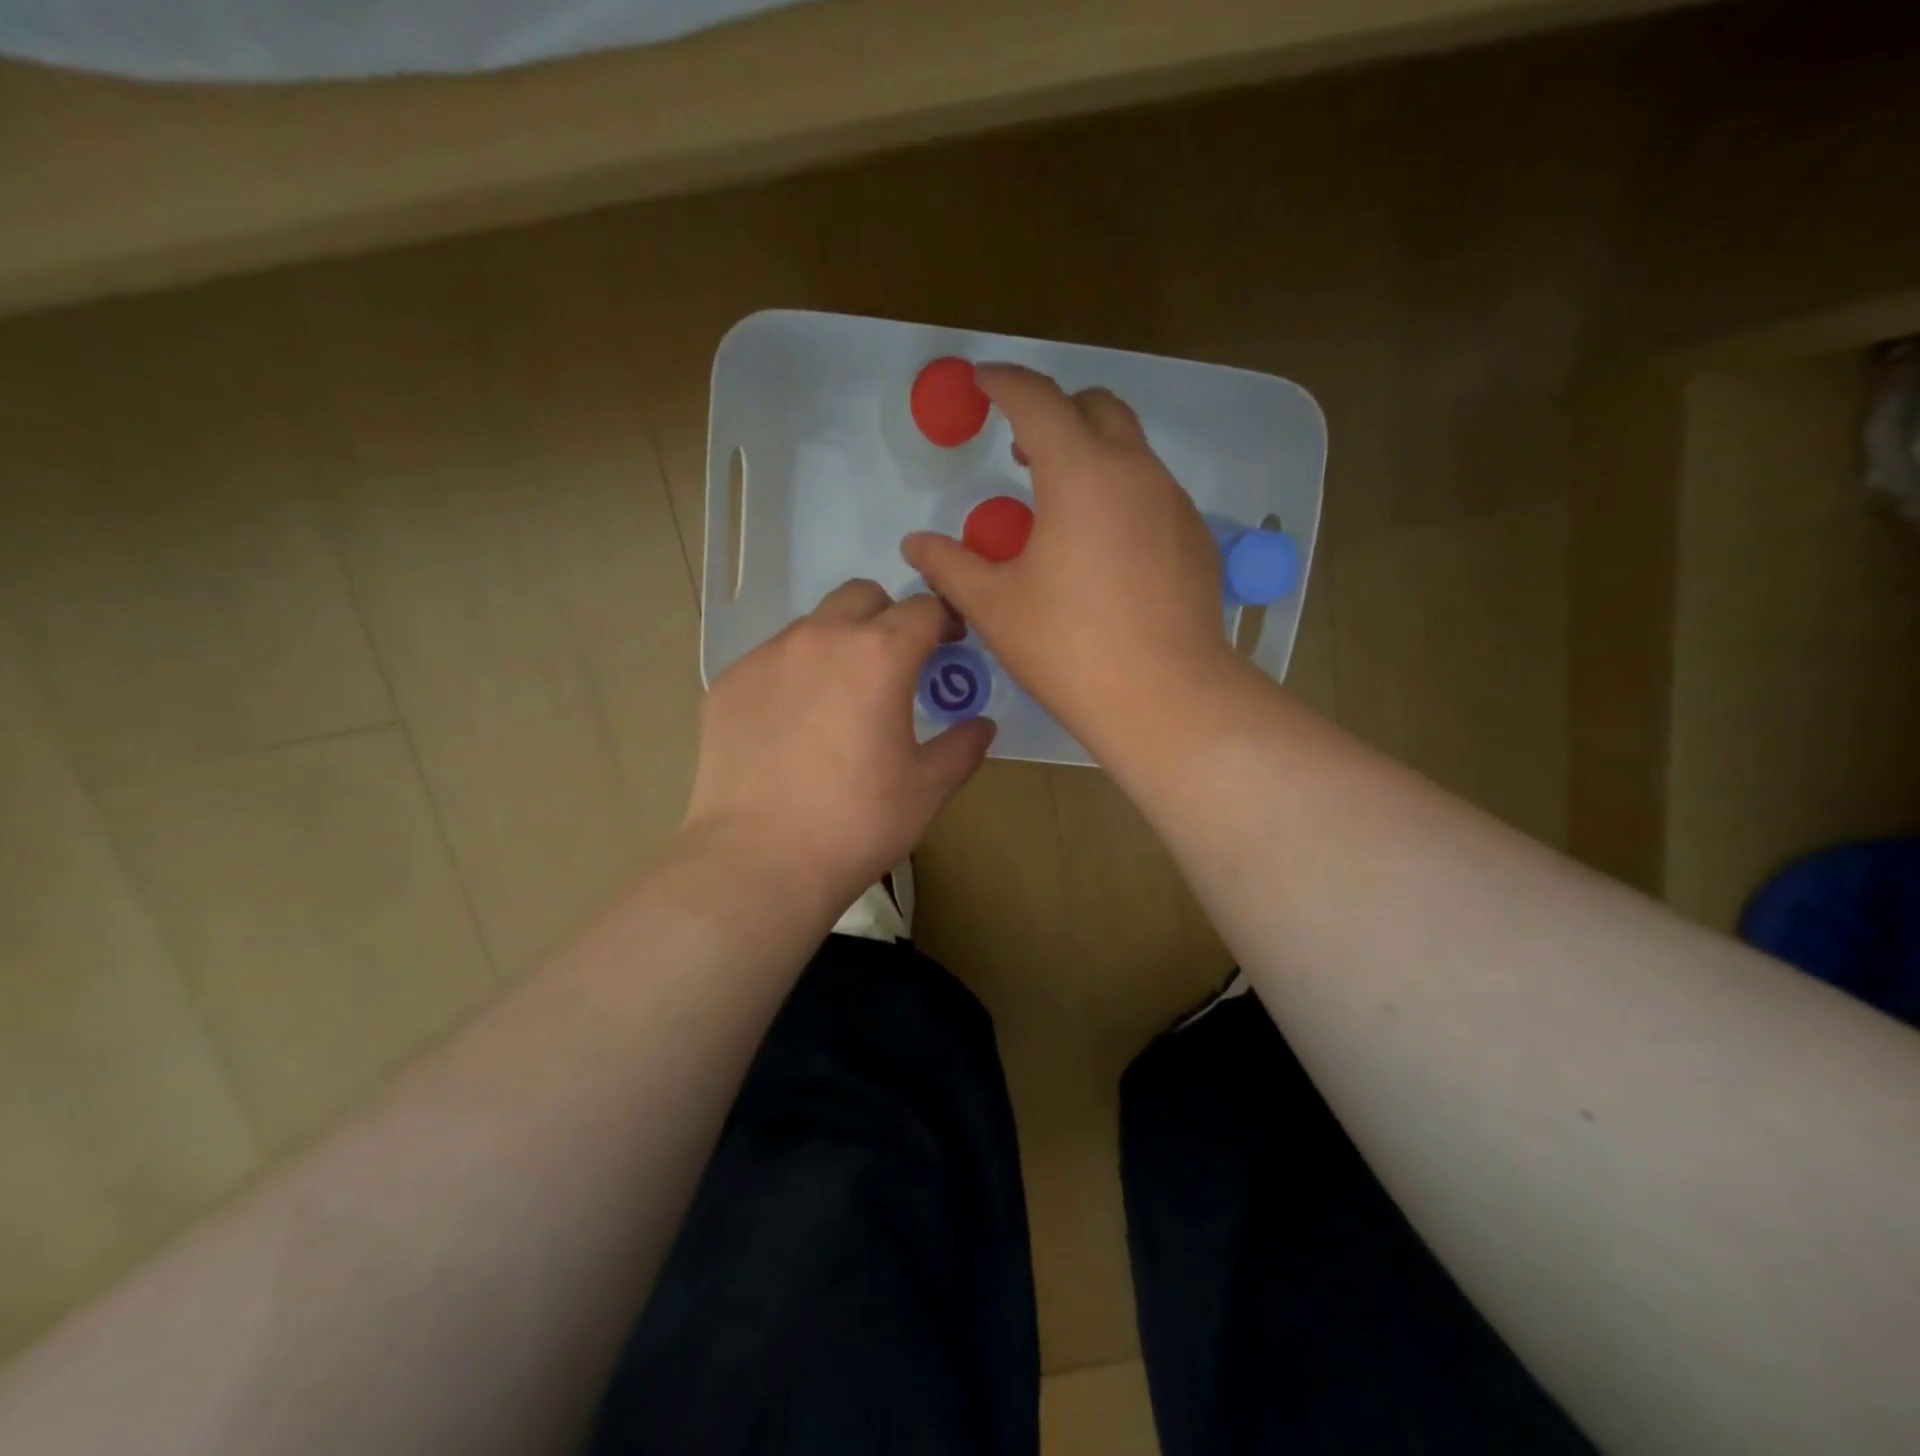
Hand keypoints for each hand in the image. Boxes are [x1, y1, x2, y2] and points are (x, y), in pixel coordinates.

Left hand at [681, 579, 995, 909]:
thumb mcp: (927, 789)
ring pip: (812, 625)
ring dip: (838, 643)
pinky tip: (792, 725)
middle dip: (887, 616)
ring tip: (840, 697)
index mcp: (880, 654)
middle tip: (895, 662)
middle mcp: (821, 638)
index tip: (950, 644)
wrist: (759, 861)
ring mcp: (767, 657)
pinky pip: (771, 660)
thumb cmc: (857, 823)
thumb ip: (962, 747)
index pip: (923, 607)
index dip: (944, 619)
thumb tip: (981, 726)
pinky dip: (793, 675)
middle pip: (862, 596)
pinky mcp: (728, 683)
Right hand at [901, 364, 1238, 746]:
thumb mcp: (993, 606)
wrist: (1164, 697)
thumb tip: (915, 544)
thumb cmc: (1068, 648)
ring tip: (1059, 507)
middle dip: (1055, 411)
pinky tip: (1104, 550)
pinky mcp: (1196, 537)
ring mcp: (1174, 502)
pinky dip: (1121, 494)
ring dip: (1091, 454)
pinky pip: (1153, 492)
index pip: (1037, 399)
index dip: (1003, 382)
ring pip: (1131, 449)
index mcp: (1080, 473)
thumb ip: (949, 565)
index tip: (982, 381)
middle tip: (1021, 448)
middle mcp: (1135, 471)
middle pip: (1097, 407)